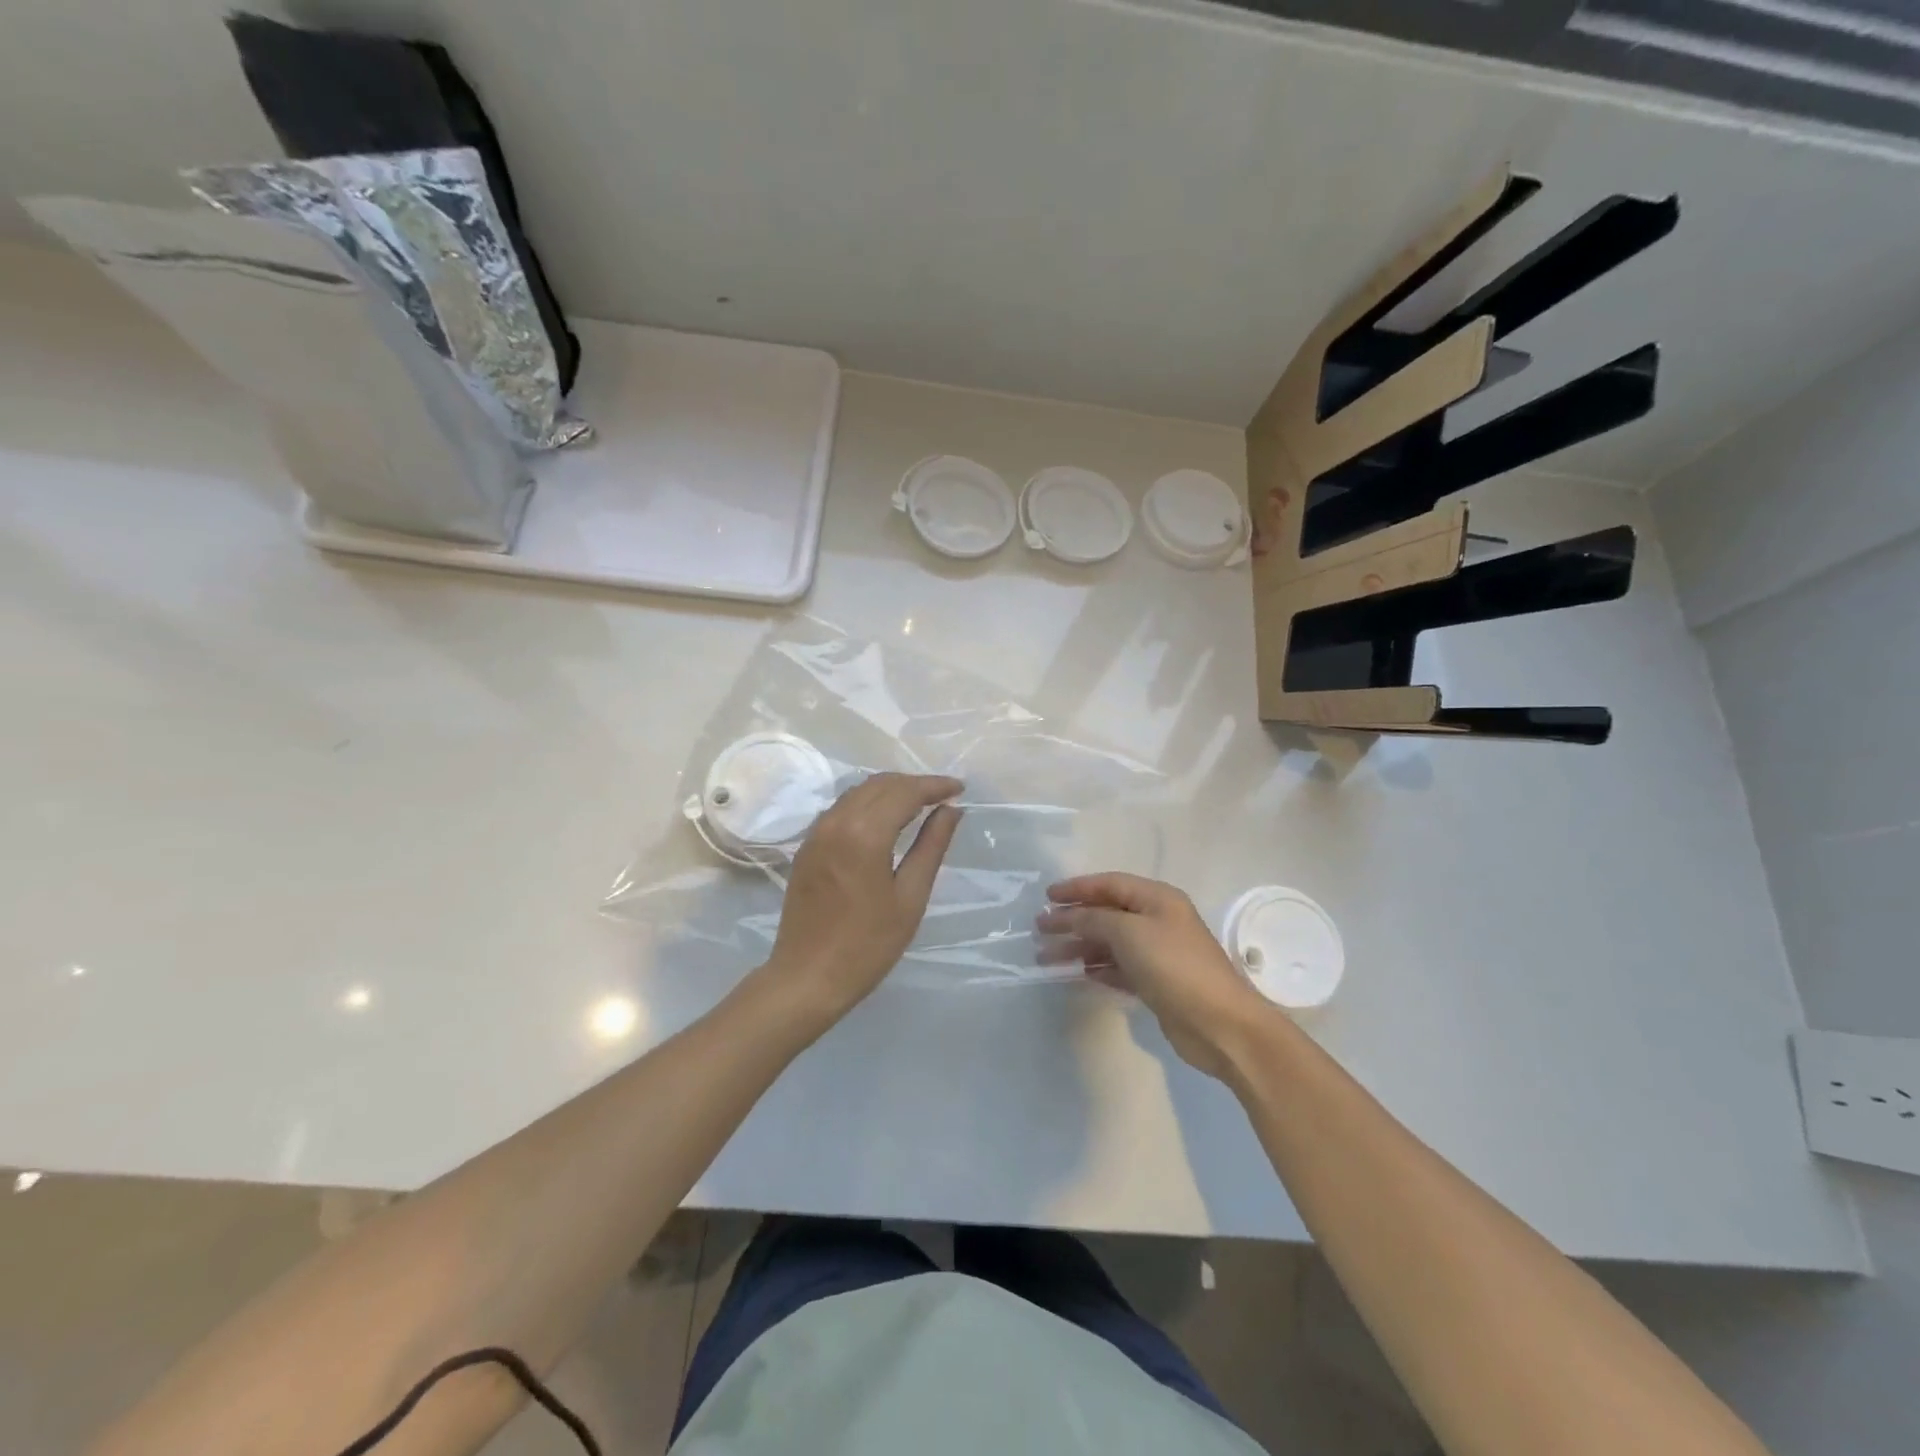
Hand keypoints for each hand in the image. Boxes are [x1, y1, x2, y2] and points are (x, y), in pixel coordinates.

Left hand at [766, 773, 963, 1021]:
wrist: (808, 977)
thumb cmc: (868, 944)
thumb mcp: (910, 897)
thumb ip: (931, 846)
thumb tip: (951, 810)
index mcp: (864, 834)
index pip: (905, 792)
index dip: (935, 785)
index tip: (960, 788)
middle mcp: (836, 821)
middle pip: (880, 784)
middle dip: (914, 784)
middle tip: (943, 797)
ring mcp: (817, 832)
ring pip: (858, 792)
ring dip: (891, 791)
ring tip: (919, 805)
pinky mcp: (807, 846)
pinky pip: (842, 808)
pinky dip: (868, 803)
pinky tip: (885, 820)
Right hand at [1038, 873, 1270, 1080]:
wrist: (1219, 1024)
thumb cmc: (1174, 966)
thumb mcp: (1129, 932)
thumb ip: (1094, 918)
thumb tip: (1069, 914)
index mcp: (1157, 898)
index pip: (1109, 884)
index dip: (1077, 888)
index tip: (1047, 896)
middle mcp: (1158, 920)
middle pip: (1107, 913)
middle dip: (1073, 920)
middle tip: (1040, 929)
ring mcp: (1158, 953)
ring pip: (1110, 943)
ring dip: (1080, 946)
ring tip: (1046, 957)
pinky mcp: (1156, 983)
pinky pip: (1119, 968)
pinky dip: (1098, 968)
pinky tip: (1078, 973)